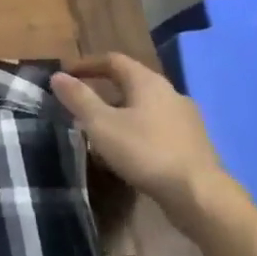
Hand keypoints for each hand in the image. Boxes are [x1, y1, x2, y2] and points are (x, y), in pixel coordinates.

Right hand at [51, 53, 248, 235]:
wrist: (199, 194)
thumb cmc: (145, 151)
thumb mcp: (101, 124)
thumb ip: (79, 98)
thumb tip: (57, 76)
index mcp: (148, 82)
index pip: (114, 60)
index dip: (87, 64)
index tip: (66, 74)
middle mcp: (170, 93)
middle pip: (131, 82)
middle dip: (103, 89)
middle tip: (80, 103)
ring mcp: (185, 119)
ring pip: (145, 106)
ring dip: (120, 111)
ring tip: (100, 128)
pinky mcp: (192, 143)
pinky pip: (157, 126)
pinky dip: (137, 129)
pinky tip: (128, 149)